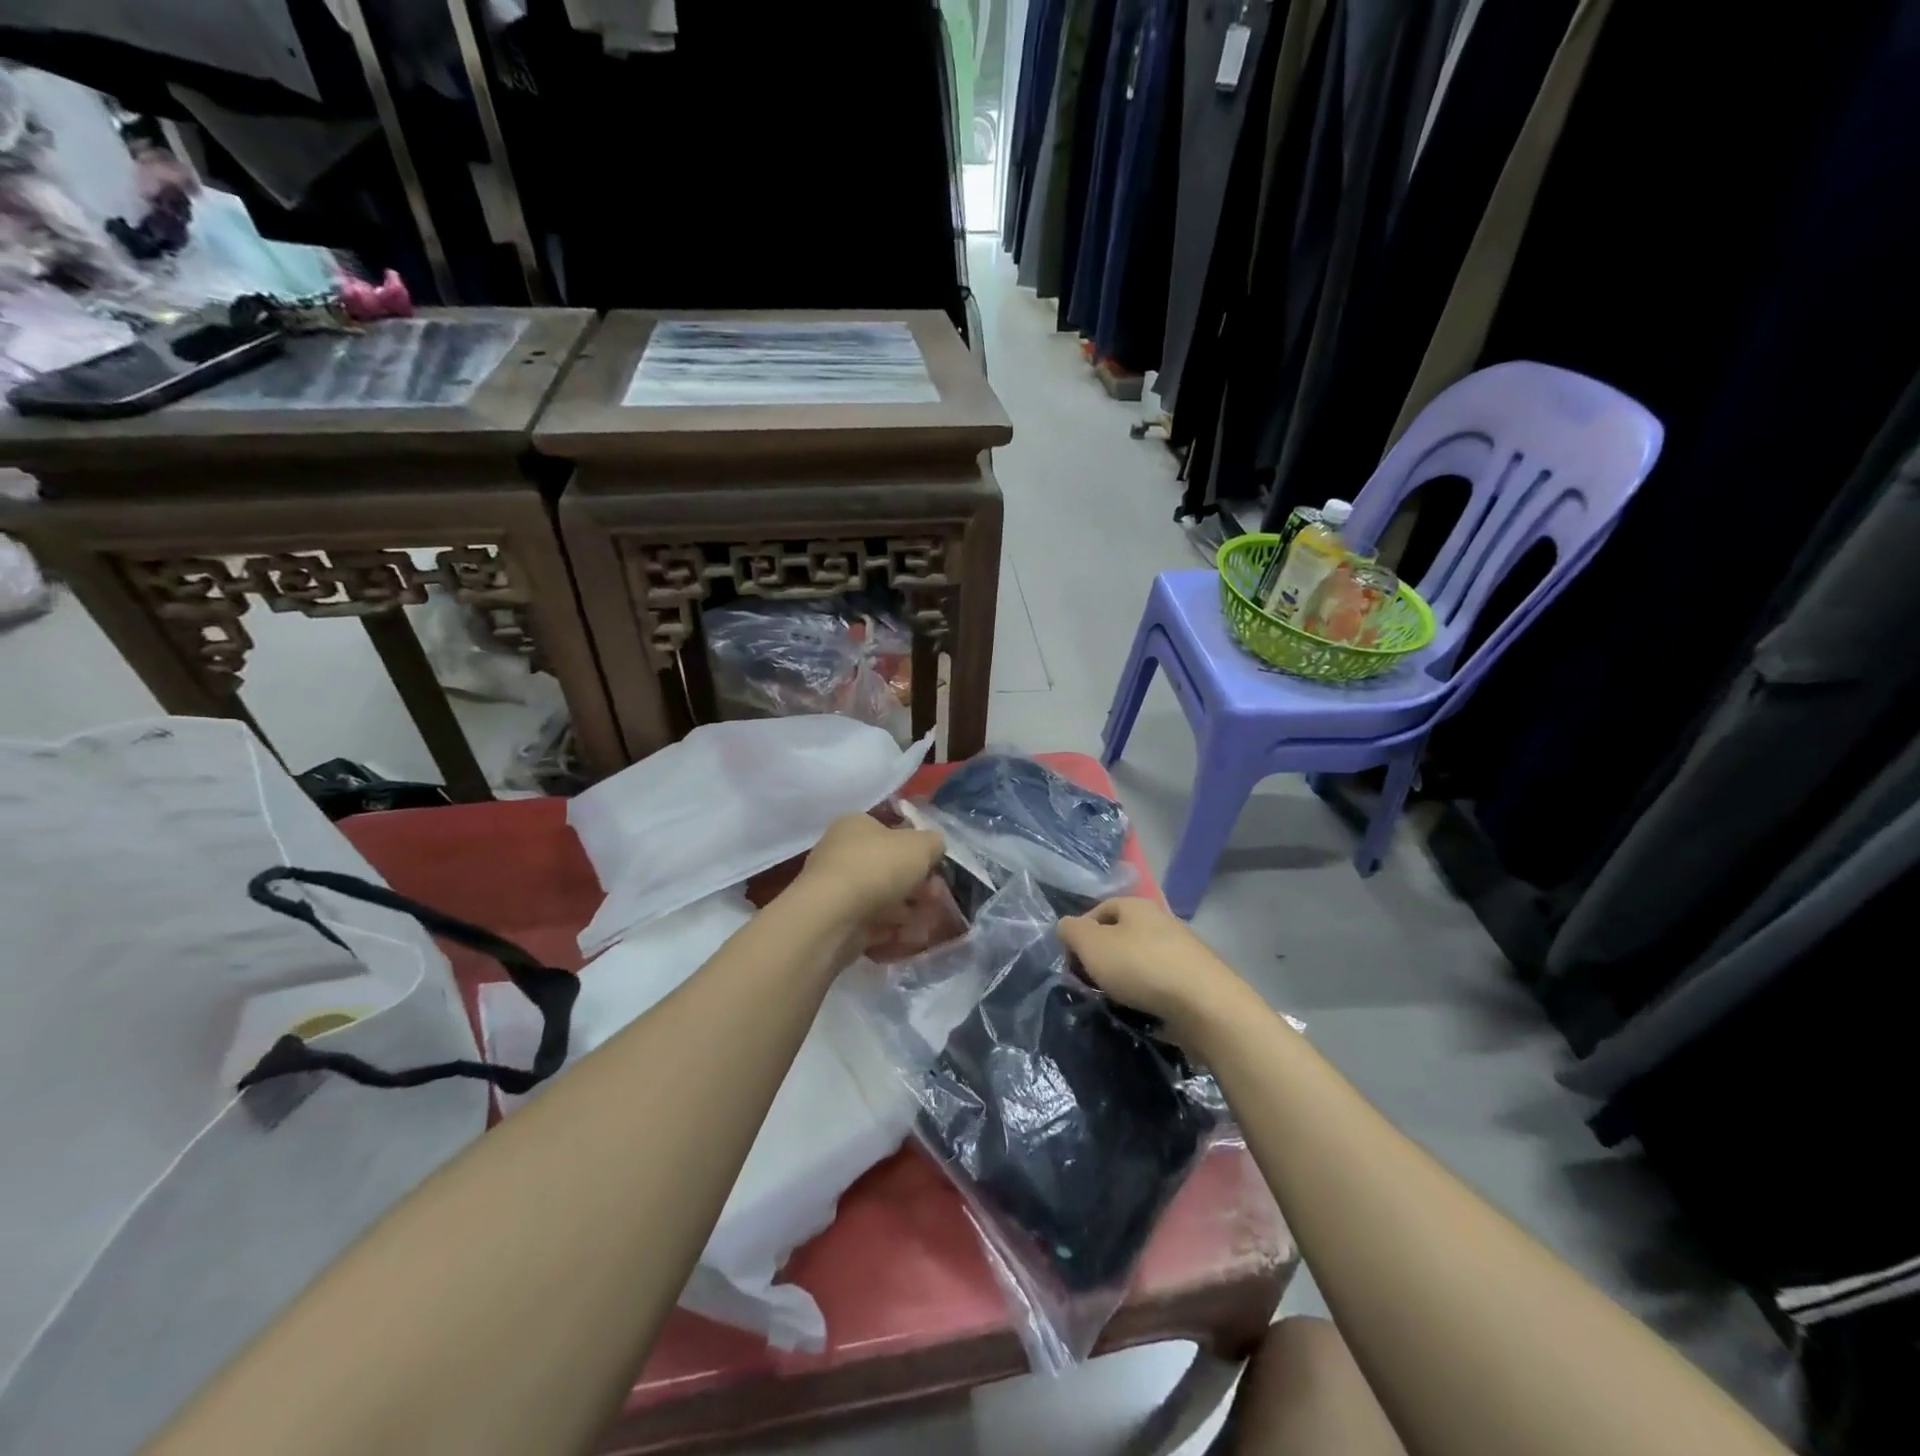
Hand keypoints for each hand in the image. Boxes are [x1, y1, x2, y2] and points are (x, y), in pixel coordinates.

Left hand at [794, 813, 945, 925]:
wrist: (833, 916)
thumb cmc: (878, 867)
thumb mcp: (921, 845)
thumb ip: (934, 843)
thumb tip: (934, 848)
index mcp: (856, 825)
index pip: (892, 832)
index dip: (919, 850)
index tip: (937, 869)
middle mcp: (842, 852)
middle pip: (890, 868)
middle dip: (918, 886)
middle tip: (936, 899)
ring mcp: (837, 889)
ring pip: (883, 898)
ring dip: (908, 911)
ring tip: (927, 925)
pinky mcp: (836, 921)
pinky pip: (872, 923)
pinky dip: (892, 931)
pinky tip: (909, 938)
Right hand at [1058, 897, 1247, 1038]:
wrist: (1206, 1006)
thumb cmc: (1141, 967)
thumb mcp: (1091, 945)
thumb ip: (1070, 931)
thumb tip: (1067, 928)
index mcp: (1136, 905)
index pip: (1097, 911)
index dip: (1079, 935)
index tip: (1071, 964)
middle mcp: (1160, 921)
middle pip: (1118, 937)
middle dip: (1101, 960)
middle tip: (1090, 985)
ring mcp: (1181, 951)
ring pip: (1139, 962)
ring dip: (1123, 981)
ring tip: (1114, 1003)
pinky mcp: (1195, 980)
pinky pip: (1160, 984)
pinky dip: (1147, 996)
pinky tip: (1141, 1013)